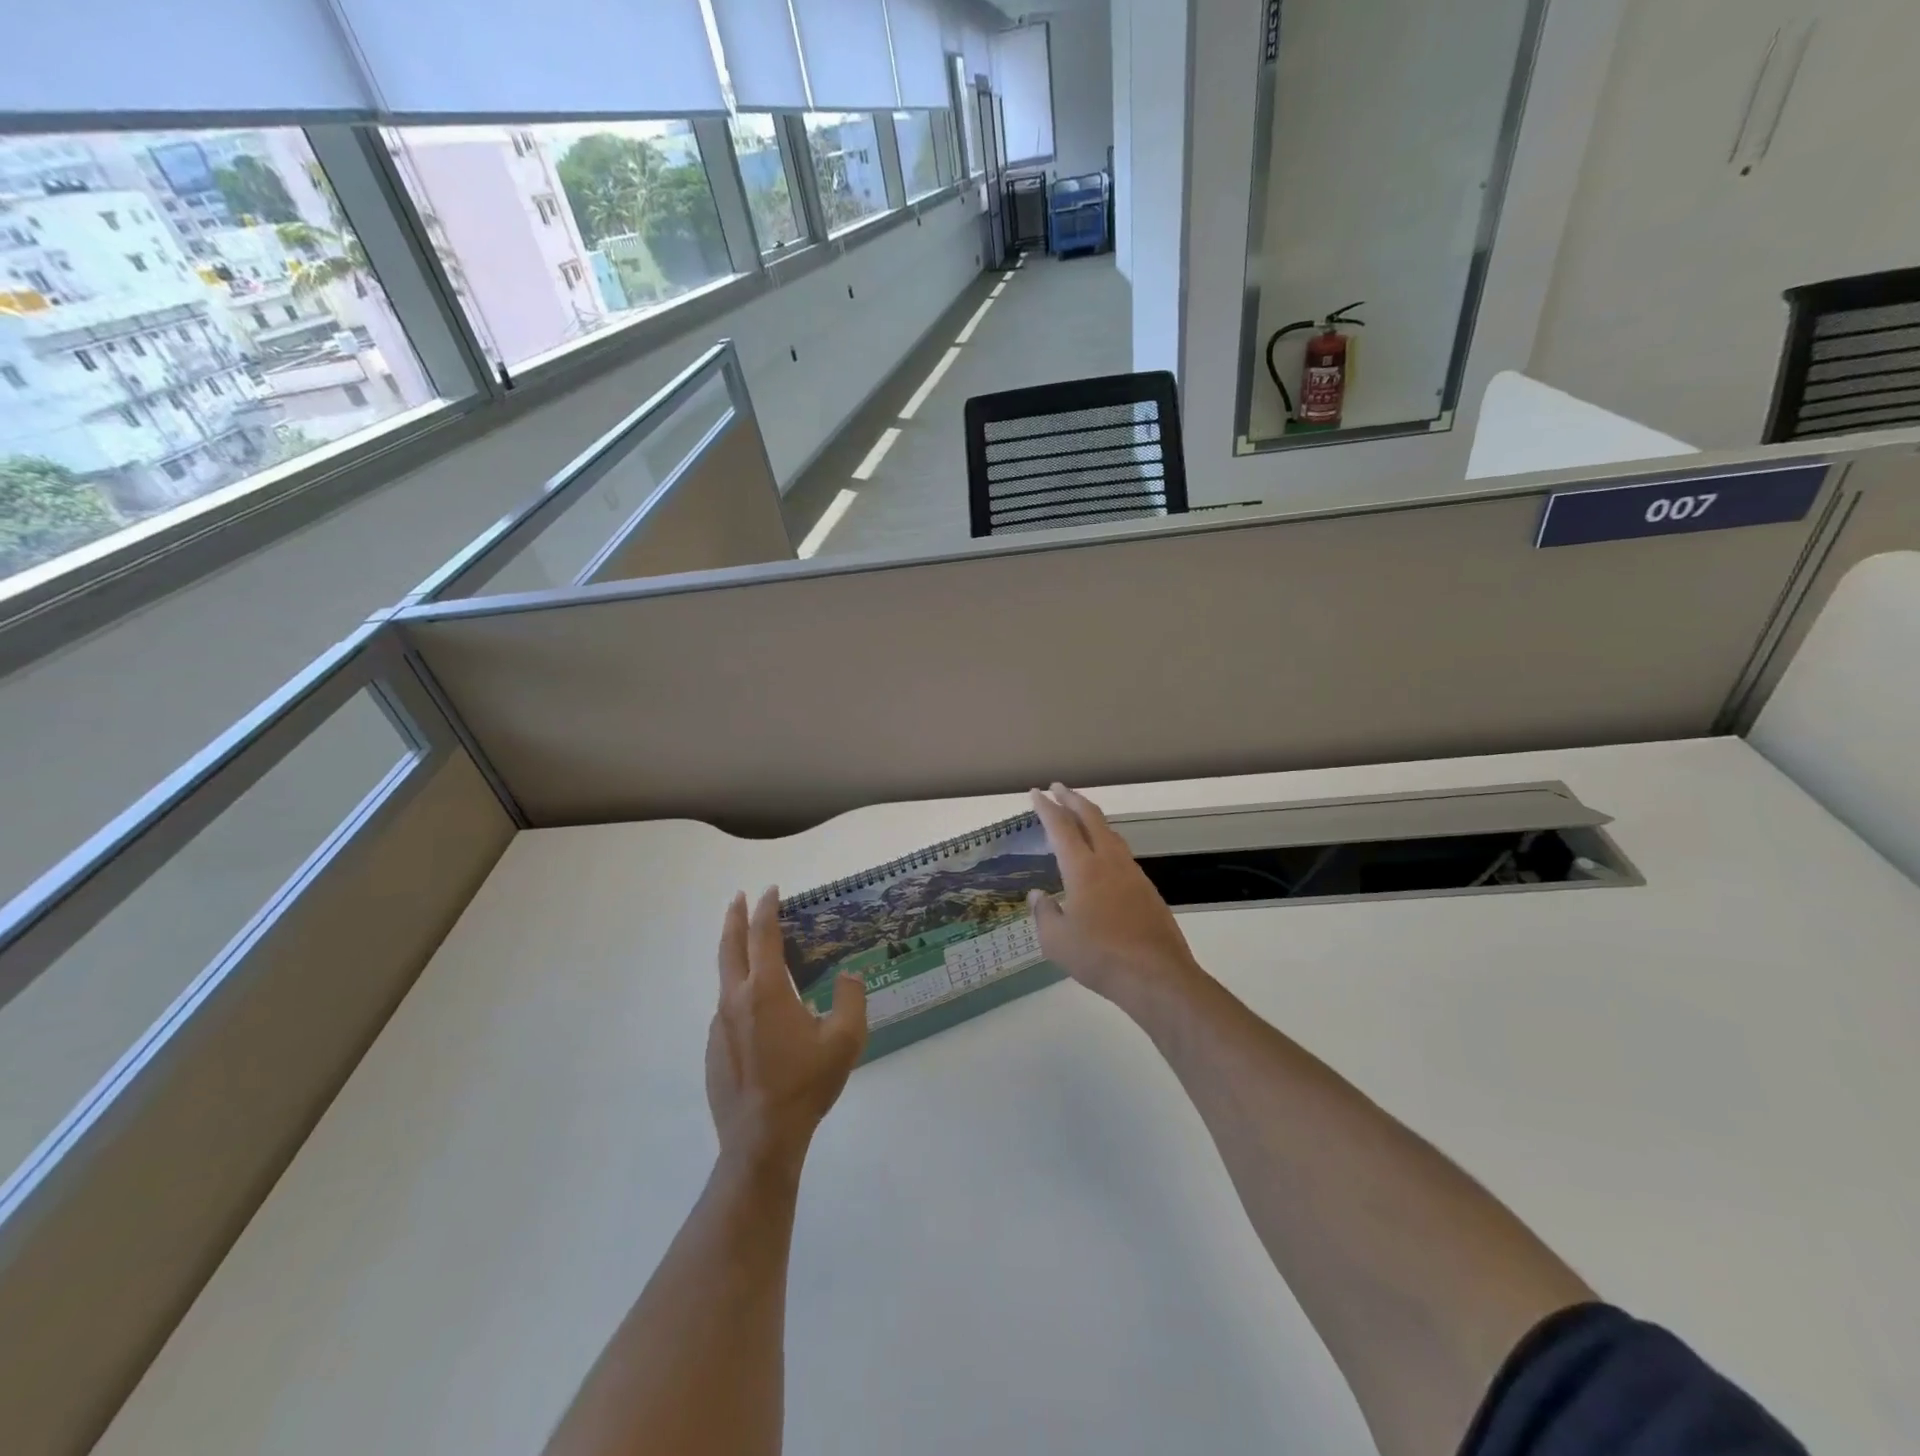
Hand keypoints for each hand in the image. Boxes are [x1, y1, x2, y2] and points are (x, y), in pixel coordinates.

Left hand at [707, 888, 866, 1168]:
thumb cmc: (805, 1085)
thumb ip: (850, 999)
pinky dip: (738, 992)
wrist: (761, 1139)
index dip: (766, 908)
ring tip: (752, 951)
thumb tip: (847, 976)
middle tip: (739, 897)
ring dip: (735, 954)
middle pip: (730, 946)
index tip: (770, 890)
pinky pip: (726, 1009)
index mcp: (766, 990)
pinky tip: (757, 1011)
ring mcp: (719, 1025)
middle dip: (735, 917)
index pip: (762, 935)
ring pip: (725, 978)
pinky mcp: (712, 1049)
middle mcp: (736, 999)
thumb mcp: (845, 1040)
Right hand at [1028, 784, 1207, 1011]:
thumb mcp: (1057, 941)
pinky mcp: (1147, 890)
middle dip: (1072, 799)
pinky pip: (1122, 854)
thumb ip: (1044, 913)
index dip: (1046, 807)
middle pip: (1091, 818)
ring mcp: (1132, 874)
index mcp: (1083, 868)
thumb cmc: (1100, 957)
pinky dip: (1107, 842)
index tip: (1037, 792)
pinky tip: (1103, 859)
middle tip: (1058, 788)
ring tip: (1080, 818)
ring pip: (1111, 833)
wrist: (1156, 976)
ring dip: (1092, 819)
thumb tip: (1039, 895)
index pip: (1061, 826)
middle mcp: (1109, 862)